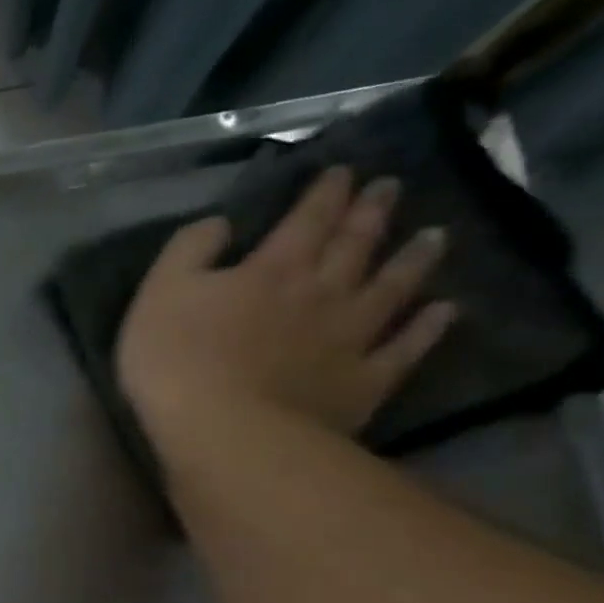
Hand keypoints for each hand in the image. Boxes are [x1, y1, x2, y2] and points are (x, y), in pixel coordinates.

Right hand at [116, 166, 456, 449]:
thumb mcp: (159, 294)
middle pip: (354, 245)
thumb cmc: (176, 361)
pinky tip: (445, 311)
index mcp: (271, 269)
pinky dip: (428, 327)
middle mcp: (322, 292)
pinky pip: (405, 347)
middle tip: (390, 187)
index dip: (324, 194)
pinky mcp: (363, 381)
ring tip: (435, 235)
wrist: (225, 431)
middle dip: (370, 213)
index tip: (342, 171)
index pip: (305, 220)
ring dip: (412, 259)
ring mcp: (350, 337)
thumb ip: (188, 251)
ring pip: (391, 287)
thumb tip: (221, 223)